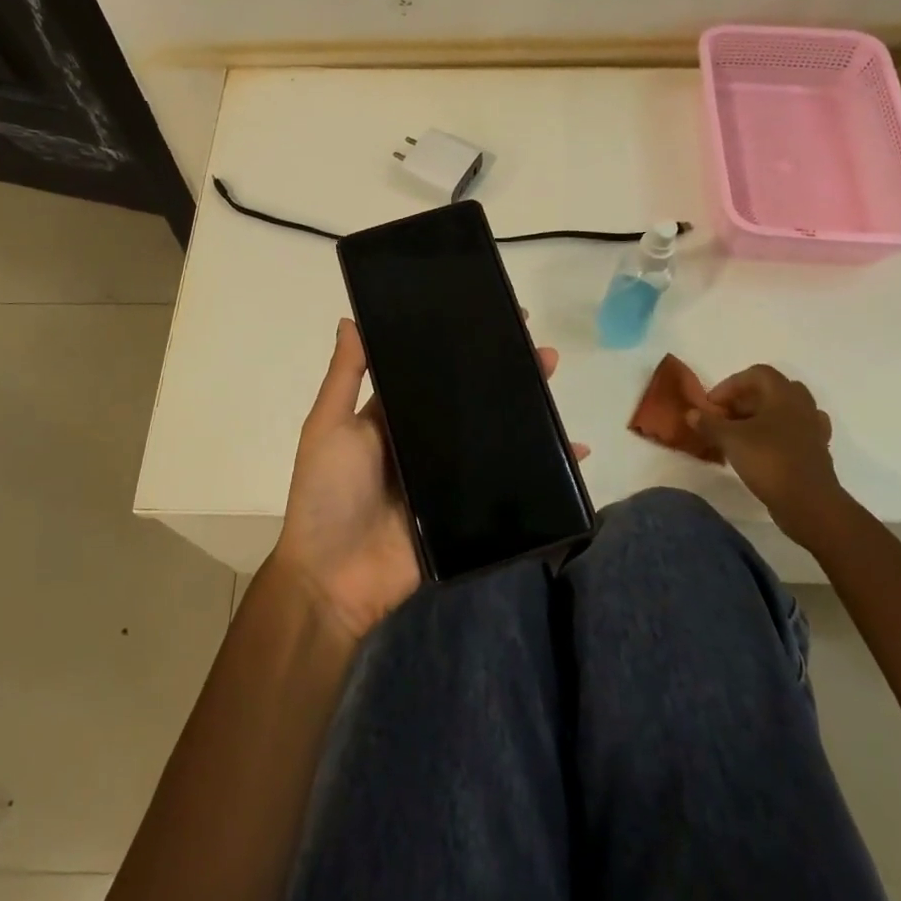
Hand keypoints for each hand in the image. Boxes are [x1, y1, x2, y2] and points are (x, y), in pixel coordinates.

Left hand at [271, 317, 573, 641]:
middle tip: (541, 352)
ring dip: (525, 412)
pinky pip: (506, 485)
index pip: (432, 372)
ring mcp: (447, 478)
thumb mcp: (328, 427)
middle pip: (470, 402)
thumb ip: (345, 377)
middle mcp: (423, 441)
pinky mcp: (465, 513)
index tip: (494, 319)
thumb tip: (351, 319)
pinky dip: (540, 468)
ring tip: (553, 384)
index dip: (461, 348)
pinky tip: (573, 451)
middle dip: (504, 374)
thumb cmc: (326, 494)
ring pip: (492, 437)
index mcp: (392, 417)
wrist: (333, 580)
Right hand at [687, 365, 849, 545]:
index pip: (756, 373)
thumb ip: (709, 423)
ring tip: (741, 434)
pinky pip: (793, 433)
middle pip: (772, 390)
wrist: (810, 504)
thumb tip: (691, 413)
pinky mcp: (816, 452)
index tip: (713, 405)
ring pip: (784, 412)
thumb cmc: (769, 461)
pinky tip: (762, 449)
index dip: (731, 385)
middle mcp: (802, 406)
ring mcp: (813, 430)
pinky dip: (776, 436)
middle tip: (725, 417)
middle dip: (745, 400)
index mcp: (784, 395)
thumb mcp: (730, 439)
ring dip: (762, 418)